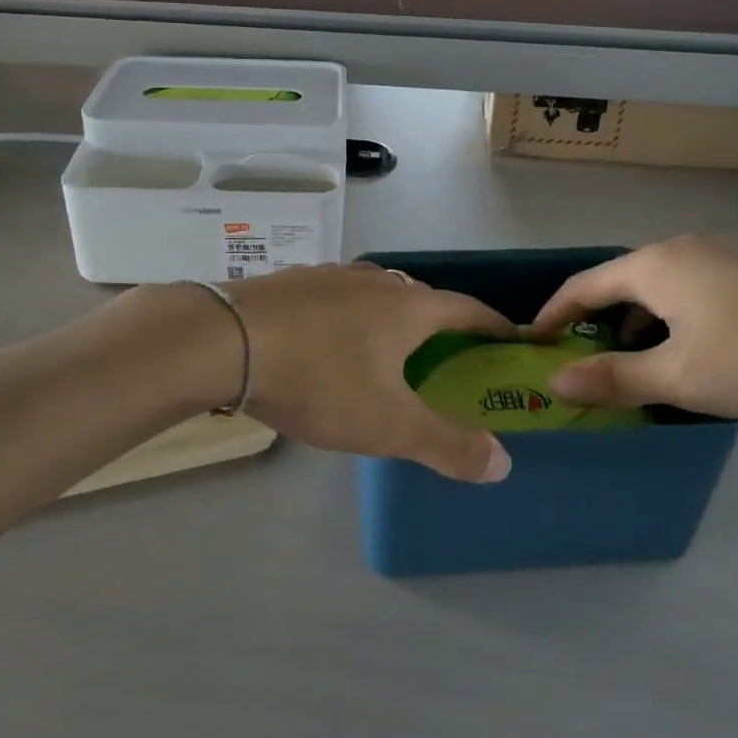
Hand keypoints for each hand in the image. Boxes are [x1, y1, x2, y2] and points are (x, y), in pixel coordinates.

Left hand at [226, 265, 515, 482]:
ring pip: (376, 294)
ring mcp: (330, 276)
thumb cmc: (320, 378)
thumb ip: (448, 444)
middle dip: (441, 324)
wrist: (227, 339)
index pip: (467, 309)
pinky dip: (350, 318)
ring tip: (390, 349)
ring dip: (392, 318)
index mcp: (407, 306)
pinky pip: (337, 298)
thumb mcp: (389, 424)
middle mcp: (374, 281)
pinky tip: (331, 341)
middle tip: (448, 356)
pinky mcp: (293, 282)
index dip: (493, 325)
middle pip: (421, 297)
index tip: (510, 339)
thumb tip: (502, 461)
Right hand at [530, 236, 737, 421]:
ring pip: (660, 286)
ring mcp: (723, 254)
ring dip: (638, 321)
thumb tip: (554, 381)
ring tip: (637, 361)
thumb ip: (614, 378)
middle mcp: (681, 248)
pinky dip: (673, 316)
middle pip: (621, 282)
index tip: (534, 341)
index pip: (583, 285)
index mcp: (654, 265)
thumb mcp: (681, 378)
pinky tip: (695, 349)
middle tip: (584, 358)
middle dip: (597, 320)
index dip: (554, 314)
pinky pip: (693, 288)